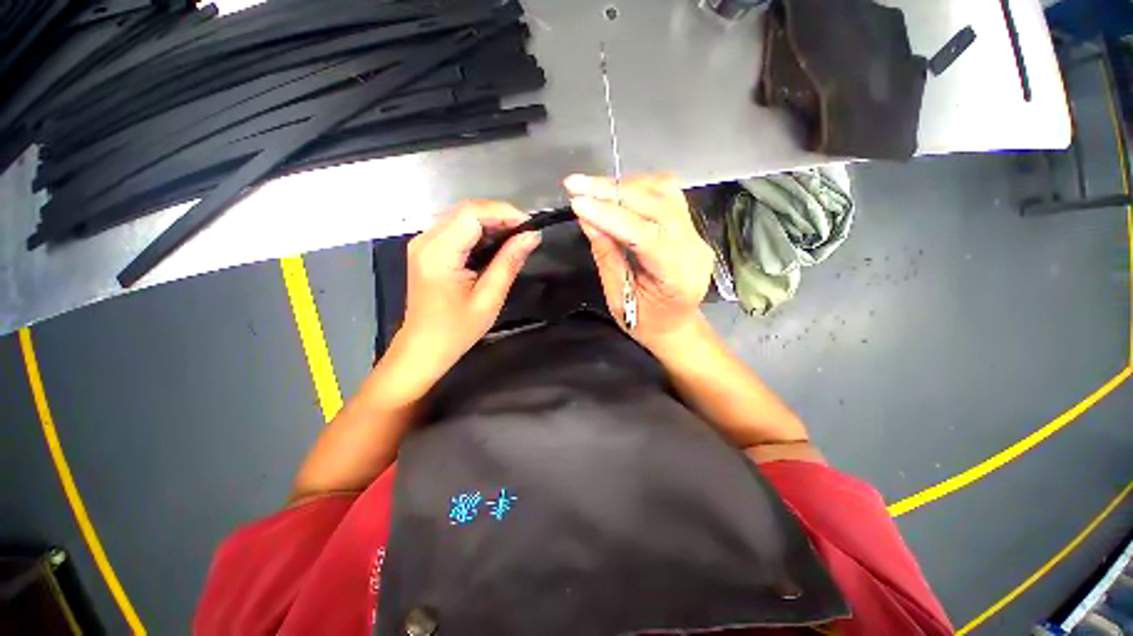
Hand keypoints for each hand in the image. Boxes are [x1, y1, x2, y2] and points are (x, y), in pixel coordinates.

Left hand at [389, 201, 539, 390]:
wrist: (424, 347)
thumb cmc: (457, 329)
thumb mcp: (489, 298)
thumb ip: (509, 262)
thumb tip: (531, 236)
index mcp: (439, 253)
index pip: (471, 214)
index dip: (503, 213)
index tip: (529, 226)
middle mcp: (425, 240)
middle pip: (465, 210)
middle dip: (499, 215)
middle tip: (526, 232)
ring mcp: (423, 243)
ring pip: (461, 216)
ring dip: (491, 222)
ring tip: (516, 237)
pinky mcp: (426, 249)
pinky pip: (455, 228)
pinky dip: (479, 231)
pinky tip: (496, 243)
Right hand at [564, 174, 713, 352]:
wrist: (675, 326)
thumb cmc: (645, 323)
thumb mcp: (619, 297)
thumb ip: (606, 255)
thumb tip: (587, 218)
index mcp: (677, 277)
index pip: (646, 235)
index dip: (611, 216)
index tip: (578, 203)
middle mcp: (694, 249)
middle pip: (658, 205)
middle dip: (613, 191)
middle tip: (576, 185)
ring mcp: (696, 234)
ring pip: (665, 192)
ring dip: (625, 185)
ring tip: (592, 189)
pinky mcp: (690, 226)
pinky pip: (666, 195)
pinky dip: (637, 188)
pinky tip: (614, 193)